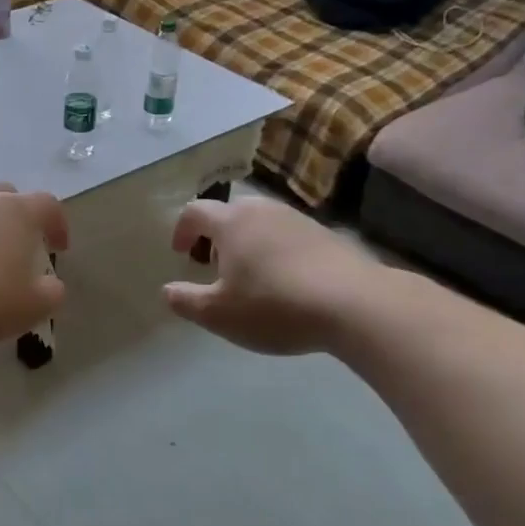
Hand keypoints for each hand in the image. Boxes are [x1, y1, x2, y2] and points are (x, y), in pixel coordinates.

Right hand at [163, 199, 376, 355]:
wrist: (357, 305)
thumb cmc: (274, 306)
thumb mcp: (218, 314)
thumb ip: (186, 301)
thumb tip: (168, 291)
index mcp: (231, 222)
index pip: (194, 211)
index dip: (182, 230)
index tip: (182, 254)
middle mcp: (262, 210)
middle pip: (229, 212)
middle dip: (216, 235)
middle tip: (214, 265)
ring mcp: (298, 219)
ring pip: (261, 222)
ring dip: (247, 242)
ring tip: (250, 275)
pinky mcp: (327, 234)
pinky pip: (287, 235)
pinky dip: (275, 250)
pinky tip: (285, 282)